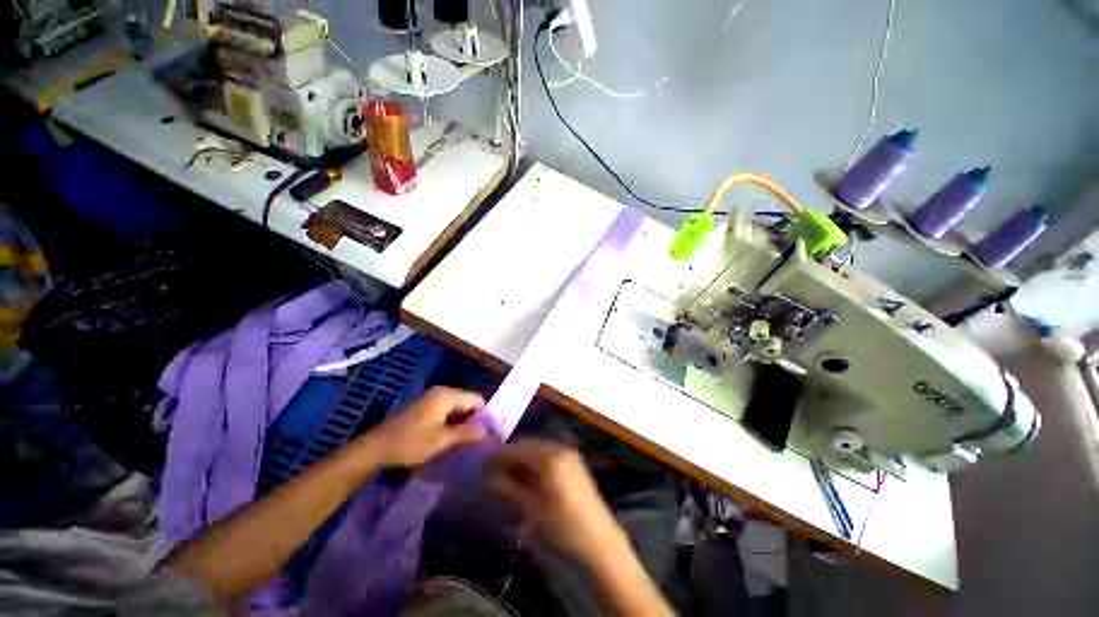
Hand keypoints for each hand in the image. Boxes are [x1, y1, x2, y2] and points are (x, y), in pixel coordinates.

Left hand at [367, 387, 486, 466]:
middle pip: (468, 402)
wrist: (375, 448)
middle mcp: (442, 392)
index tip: (484, 435)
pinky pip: (447, 412)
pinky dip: (451, 423)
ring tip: (463, 442)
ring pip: (458, 408)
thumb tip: (489, 430)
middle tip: (474, 441)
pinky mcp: (426, 407)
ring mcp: (432, 399)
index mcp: (447, 395)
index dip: (483, 416)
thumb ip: (467, 433)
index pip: (477, 399)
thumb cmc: (410, 443)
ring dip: (462, 423)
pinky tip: (449, 438)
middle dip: (472, 420)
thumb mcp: (442, 441)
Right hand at [489, 439, 627, 564]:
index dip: (499, 455)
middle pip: (528, 445)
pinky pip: (549, 456)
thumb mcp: (531, 511)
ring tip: (510, 480)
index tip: (483, 465)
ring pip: (538, 450)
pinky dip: (536, 464)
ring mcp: (570, 455)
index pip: (517, 448)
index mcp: (550, 457)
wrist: (599, 543)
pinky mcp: (575, 464)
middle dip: (511, 458)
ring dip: (523, 461)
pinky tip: (529, 482)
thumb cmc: (563, 528)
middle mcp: (560, 448)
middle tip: (495, 474)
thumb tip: (488, 477)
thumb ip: (508, 489)